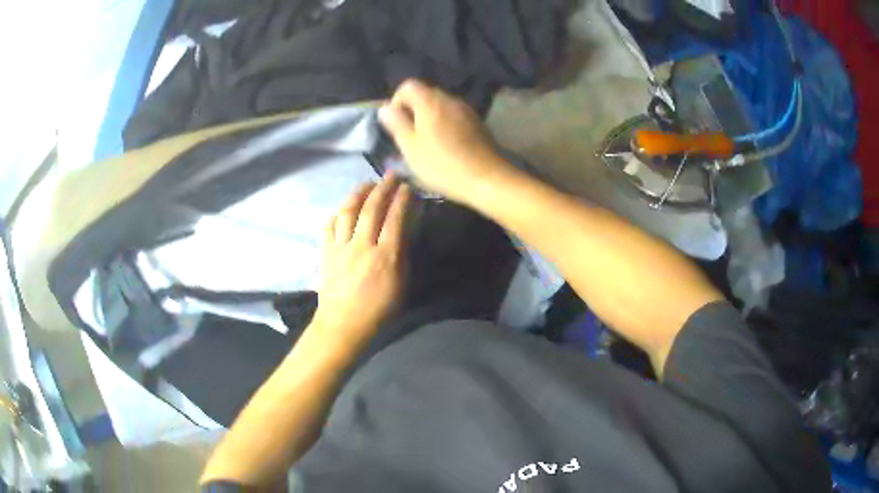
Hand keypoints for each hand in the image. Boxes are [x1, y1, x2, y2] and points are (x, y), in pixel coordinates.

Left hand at [312, 173, 410, 345]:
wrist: (343, 326)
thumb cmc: (378, 312)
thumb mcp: (401, 287)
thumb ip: (403, 256)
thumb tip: (405, 231)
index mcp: (385, 256)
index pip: (395, 219)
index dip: (402, 199)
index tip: (407, 186)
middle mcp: (362, 246)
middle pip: (372, 209)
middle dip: (383, 188)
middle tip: (391, 175)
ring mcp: (340, 247)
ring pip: (348, 212)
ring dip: (359, 194)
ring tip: (367, 184)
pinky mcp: (326, 253)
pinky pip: (330, 226)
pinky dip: (337, 214)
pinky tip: (342, 210)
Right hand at [378, 79, 512, 203]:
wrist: (487, 178)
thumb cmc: (442, 164)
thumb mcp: (410, 148)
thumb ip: (396, 124)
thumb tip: (385, 108)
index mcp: (430, 101)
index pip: (407, 86)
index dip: (397, 101)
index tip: (396, 124)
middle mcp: (449, 98)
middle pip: (425, 94)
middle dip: (413, 111)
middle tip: (410, 137)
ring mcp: (466, 109)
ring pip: (441, 106)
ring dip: (430, 119)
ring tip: (428, 144)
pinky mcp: (478, 122)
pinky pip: (454, 116)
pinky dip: (445, 125)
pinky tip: (447, 146)